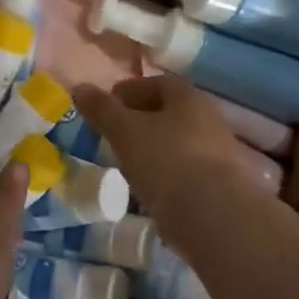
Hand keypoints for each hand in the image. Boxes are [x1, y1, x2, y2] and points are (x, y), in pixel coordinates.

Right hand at [76, 77, 258, 233]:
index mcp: (189, 97)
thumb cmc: (165, 161)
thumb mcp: (124, 132)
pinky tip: (148, 188)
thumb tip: (80, 87)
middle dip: (140, 120)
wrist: (212, 215)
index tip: (107, 105)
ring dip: (153, 148)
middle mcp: (209, 119)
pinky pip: (185, 169)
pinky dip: (164, 173)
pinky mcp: (219, 184)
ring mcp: (218, 153)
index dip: (130, 91)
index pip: (157, 83)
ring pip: (177, 142)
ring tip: (127, 163)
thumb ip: (102, 110)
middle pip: (169, 113)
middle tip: (113, 134)